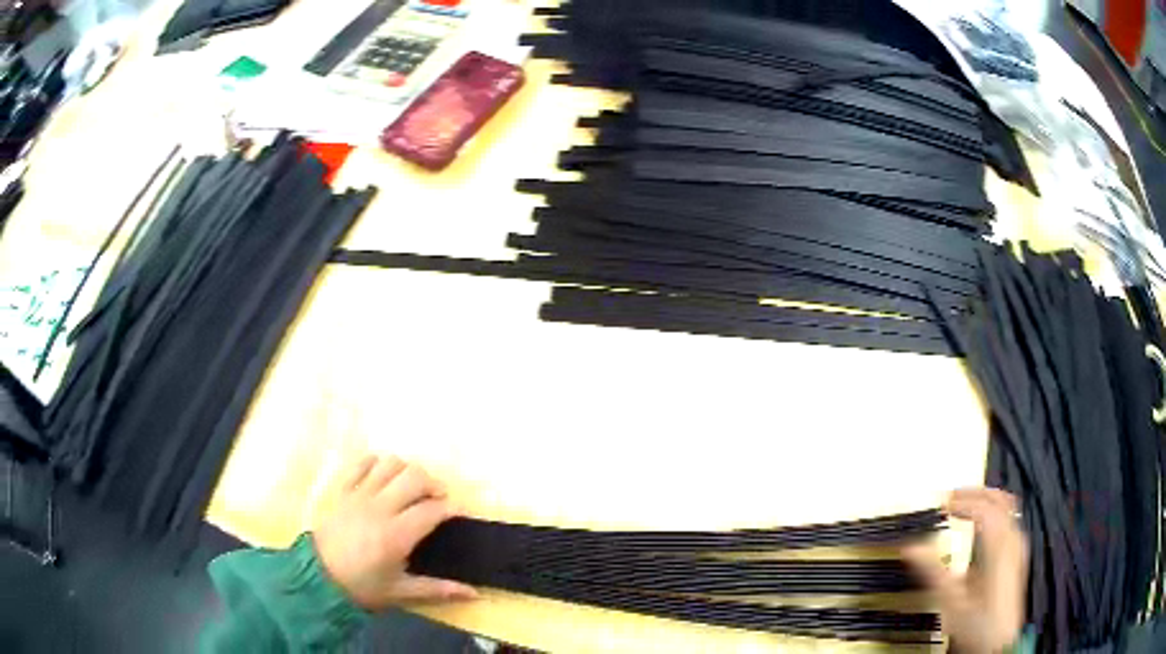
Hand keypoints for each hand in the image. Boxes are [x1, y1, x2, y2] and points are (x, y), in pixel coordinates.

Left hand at [313, 455, 477, 610]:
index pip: (432, 509)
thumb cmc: (362, 587)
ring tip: (411, 487)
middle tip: (438, 498)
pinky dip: (376, 463)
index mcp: (396, 535)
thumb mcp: (401, 592)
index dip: (451, 508)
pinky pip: (361, 463)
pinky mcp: (342, 490)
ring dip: (406, 471)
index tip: (459, 513)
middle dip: (433, 483)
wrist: (317, 578)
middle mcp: (379, 508)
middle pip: (414, 477)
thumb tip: (474, 594)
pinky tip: (384, 477)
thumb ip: (438, 589)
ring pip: (390, 464)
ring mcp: (358, 495)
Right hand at [903, 488, 1028, 653]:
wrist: (998, 643)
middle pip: (999, 500)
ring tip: (965, 505)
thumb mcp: (951, 601)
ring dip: (986, 500)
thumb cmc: (976, 622)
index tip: (942, 504)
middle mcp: (1012, 538)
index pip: (983, 509)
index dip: (963, 501)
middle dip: (976, 493)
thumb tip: (909, 547)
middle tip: (952, 496)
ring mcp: (1018, 546)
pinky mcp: (1017, 555)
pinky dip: (994, 513)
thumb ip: (933, 571)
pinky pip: (1009, 520)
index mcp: (998, 545)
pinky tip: (981, 526)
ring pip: (1007, 507)